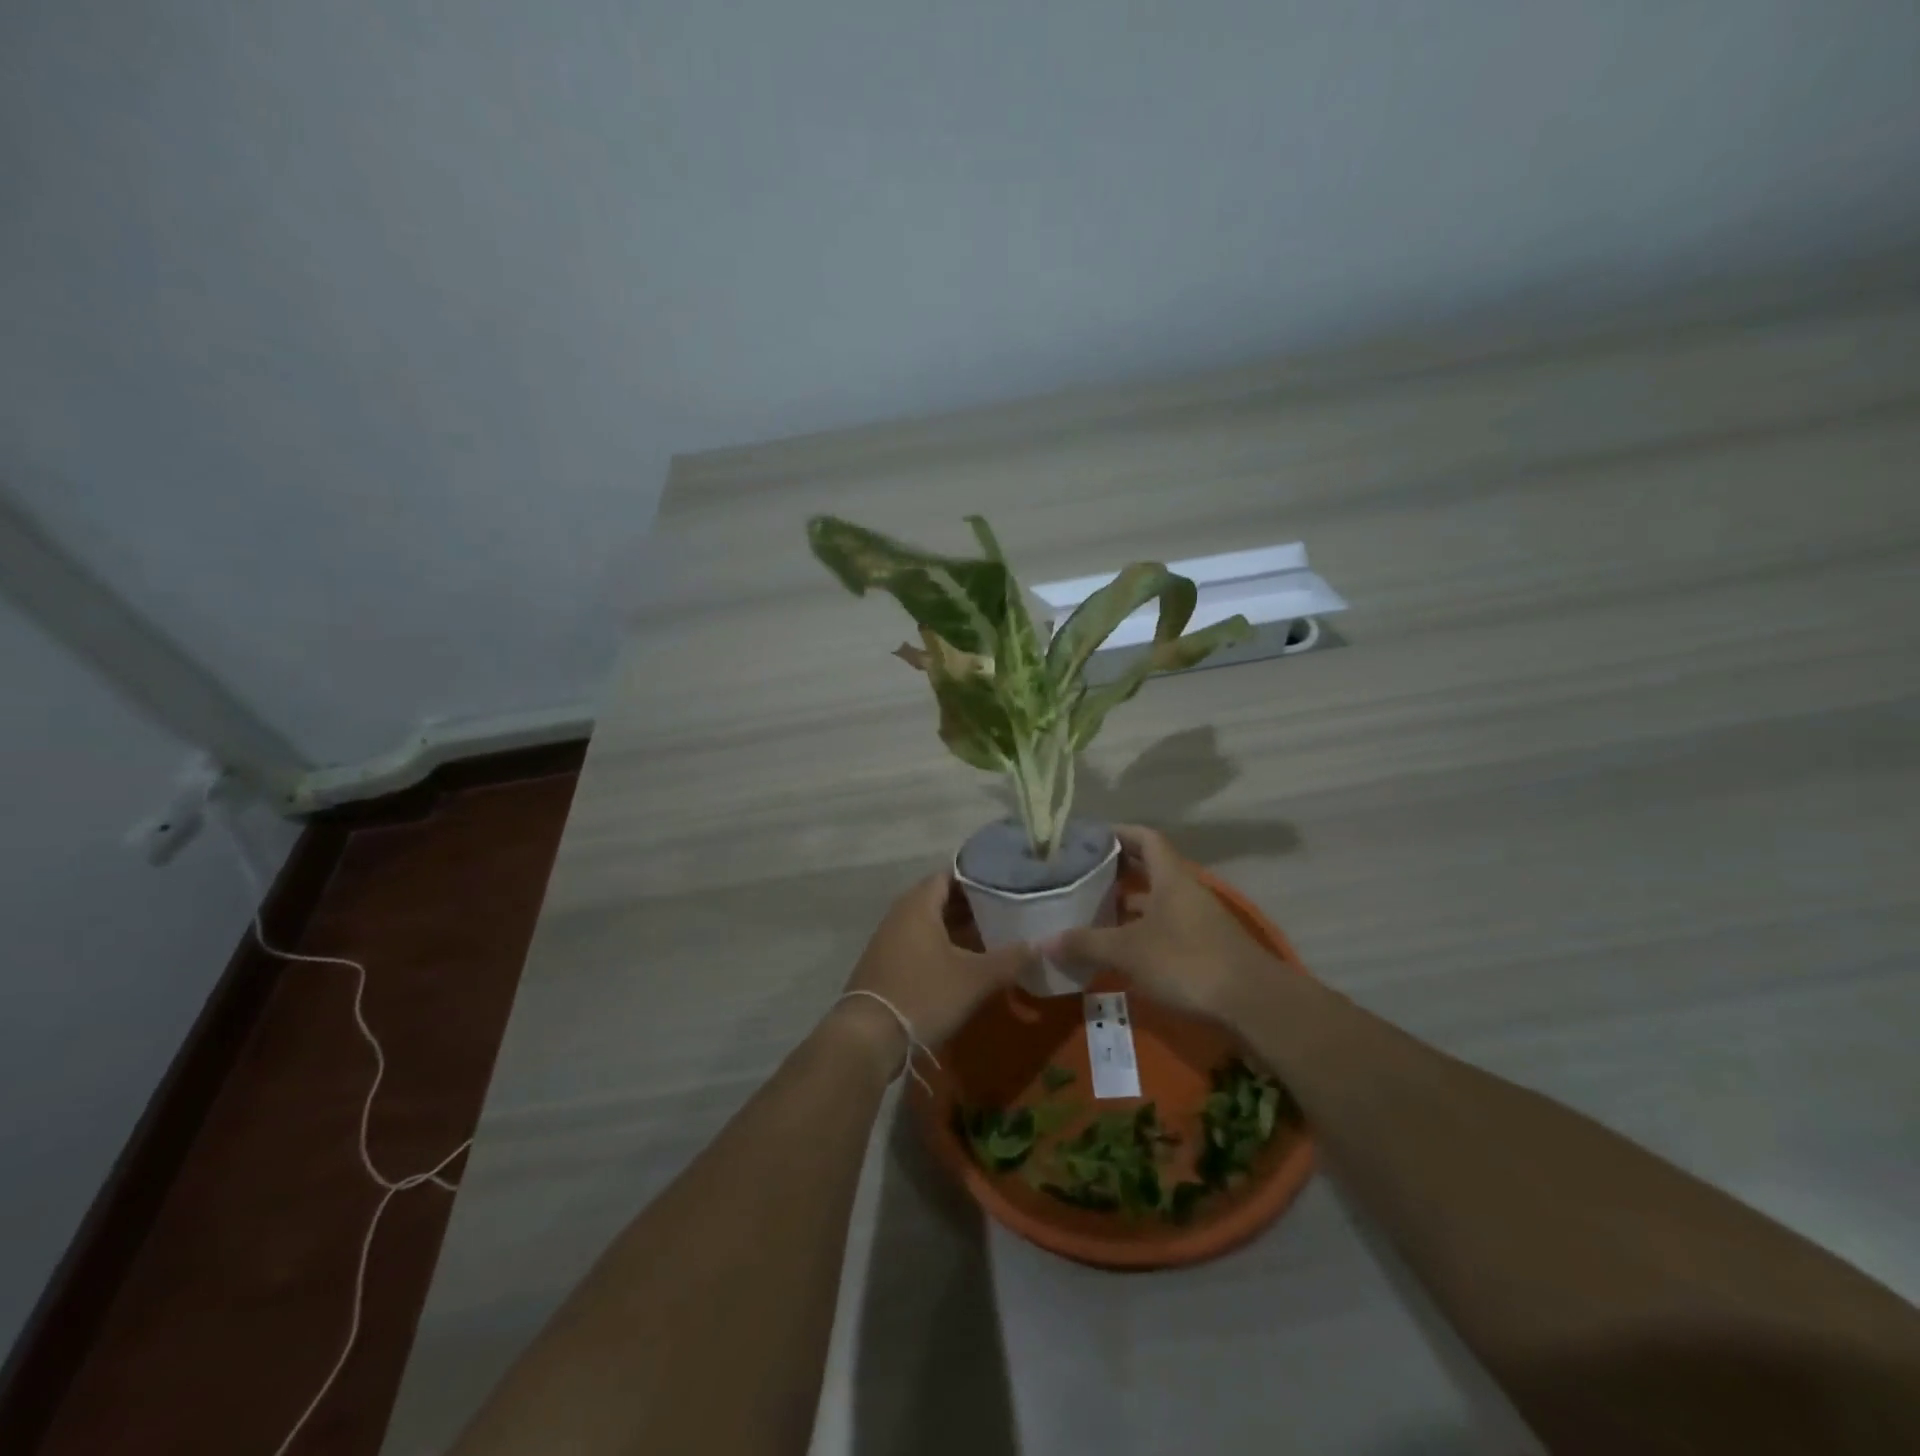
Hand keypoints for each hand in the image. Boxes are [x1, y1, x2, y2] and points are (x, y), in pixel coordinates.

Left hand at [832, 872, 1037, 1069]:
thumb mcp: (975, 978)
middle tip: (1003, 910)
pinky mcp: (884, 963)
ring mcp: (888, 939)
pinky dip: (940, 945)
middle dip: (970, 904)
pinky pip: (917, 942)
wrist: (868, 1036)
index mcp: (918, 904)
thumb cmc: (924, 994)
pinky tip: (961, 962)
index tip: (1004, 884)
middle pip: (938, 898)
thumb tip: (1041, 945)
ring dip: (955, 927)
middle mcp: (900, 914)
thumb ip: (1010, 959)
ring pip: (928, 923)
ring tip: (989, 935)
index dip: (977, 878)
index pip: (949, 875)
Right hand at [1044, 825, 1277, 1020]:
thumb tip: (1044, 942)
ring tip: (1091, 910)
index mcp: (1171, 877)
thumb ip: (1086, 943)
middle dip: (1117, 870)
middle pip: (1150, 868)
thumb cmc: (1186, 961)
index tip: (1090, 837)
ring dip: (1127, 903)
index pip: (1145, 838)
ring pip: (1156, 901)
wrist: (1252, 1003)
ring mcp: (1197, 920)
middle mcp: (1185, 891)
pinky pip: (1164, 927)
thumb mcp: (1128, 951)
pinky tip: (1119, 947)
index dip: (1119, 832)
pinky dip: (1140, 930)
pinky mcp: (1203, 948)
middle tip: (1081, 874)